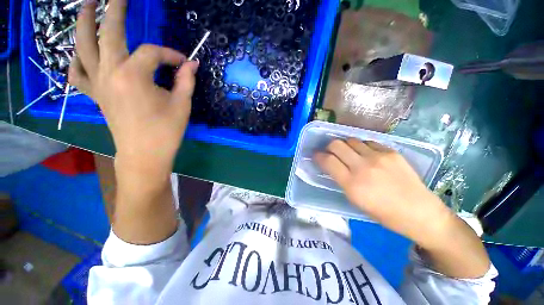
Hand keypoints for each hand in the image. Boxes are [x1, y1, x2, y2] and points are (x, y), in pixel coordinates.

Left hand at [69, 0, 197, 176]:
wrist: (145, 154)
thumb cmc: (166, 131)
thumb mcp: (182, 104)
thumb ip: (186, 80)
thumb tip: (192, 64)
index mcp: (133, 75)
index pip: (152, 52)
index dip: (171, 54)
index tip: (184, 63)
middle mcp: (109, 72)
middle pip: (106, 32)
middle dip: (113, 9)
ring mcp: (97, 83)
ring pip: (81, 46)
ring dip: (83, 23)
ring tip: (87, 5)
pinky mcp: (94, 95)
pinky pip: (77, 72)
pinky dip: (75, 59)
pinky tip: (79, 52)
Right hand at [314, 138, 451, 246]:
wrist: (420, 212)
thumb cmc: (383, 213)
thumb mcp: (355, 200)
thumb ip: (341, 180)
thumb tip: (331, 165)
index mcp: (352, 184)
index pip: (327, 160)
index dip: (318, 156)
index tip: (316, 155)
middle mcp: (363, 167)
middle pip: (336, 145)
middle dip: (329, 146)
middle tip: (330, 152)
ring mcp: (378, 157)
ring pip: (351, 140)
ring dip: (345, 145)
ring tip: (349, 152)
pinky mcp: (391, 152)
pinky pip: (368, 142)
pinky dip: (362, 146)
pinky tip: (366, 154)